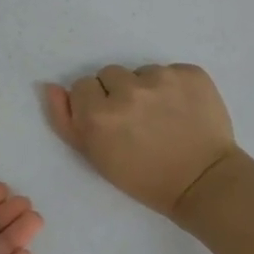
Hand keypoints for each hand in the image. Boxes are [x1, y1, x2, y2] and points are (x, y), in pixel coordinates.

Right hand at [46, 63, 241, 218]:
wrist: (203, 182)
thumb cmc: (143, 177)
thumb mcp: (95, 156)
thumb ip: (66, 121)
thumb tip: (50, 86)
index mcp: (98, 114)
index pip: (83, 86)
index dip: (95, 105)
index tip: (110, 124)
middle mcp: (128, 90)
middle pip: (110, 74)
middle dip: (118, 93)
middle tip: (136, 121)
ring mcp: (163, 78)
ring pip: (141, 71)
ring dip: (147, 88)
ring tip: (162, 117)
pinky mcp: (191, 73)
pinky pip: (172, 70)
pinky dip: (175, 87)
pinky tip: (182, 110)